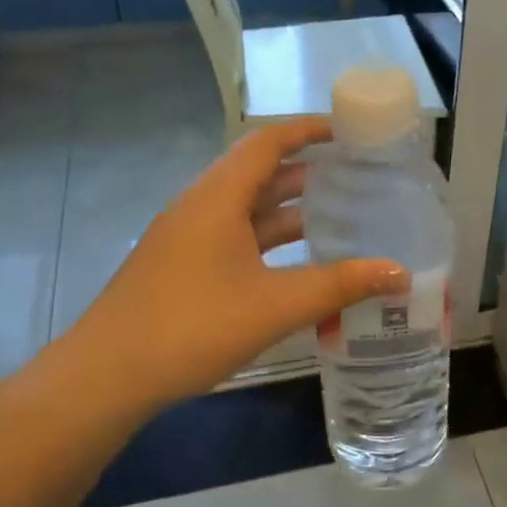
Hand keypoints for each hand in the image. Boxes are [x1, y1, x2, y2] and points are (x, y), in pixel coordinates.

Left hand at [62, 120, 408, 411]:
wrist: (106, 376)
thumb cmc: (192, 326)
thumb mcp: (274, 305)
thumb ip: (339, 285)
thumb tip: (400, 272)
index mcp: (218, 197)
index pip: (267, 142)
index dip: (308, 130)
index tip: (348, 131)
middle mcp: (200, 206)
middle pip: (259, 174)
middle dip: (307, 173)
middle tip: (356, 180)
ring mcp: (187, 238)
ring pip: (246, 211)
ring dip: (288, 212)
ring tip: (338, 219)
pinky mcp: (182, 267)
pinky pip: (235, 239)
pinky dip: (268, 242)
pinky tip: (295, 266)